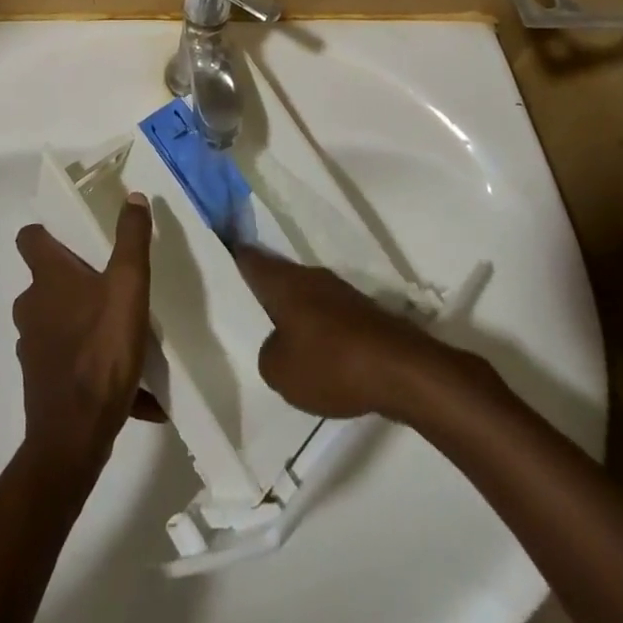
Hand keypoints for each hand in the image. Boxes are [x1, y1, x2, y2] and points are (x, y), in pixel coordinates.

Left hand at [12, 196, 155, 471]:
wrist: (75, 437)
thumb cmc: (101, 349)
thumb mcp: (128, 287)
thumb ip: (131, 240)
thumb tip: (132, 197)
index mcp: (48, 278)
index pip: (30, 238)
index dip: (46, 233)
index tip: (72, 236)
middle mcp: (32, 307)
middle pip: (48, 283)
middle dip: (77, 283)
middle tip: (113, 287)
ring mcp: (33, 347)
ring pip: (61, 324)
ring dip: (88, 326)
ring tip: (128, 340)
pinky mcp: (42, 382)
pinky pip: (72, 364)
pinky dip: (96, 368)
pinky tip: (136, 392)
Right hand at [234, 246, 445, 418]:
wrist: (401, 370)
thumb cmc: (330, 363)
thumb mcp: (280, 372)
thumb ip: (268, 355)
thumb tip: (278, 346)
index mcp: (284, 282)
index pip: (251, 259)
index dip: (235, 256)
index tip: (221, 250)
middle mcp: (310, 277)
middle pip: (280, 276)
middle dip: (265, 290)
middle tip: (246, 305)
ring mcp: (340, 292)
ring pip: (306, 296)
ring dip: (295, 312)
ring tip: (281, 337)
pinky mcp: (363, 313)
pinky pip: (329, 315)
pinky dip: (320, 329)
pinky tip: (319, 354)